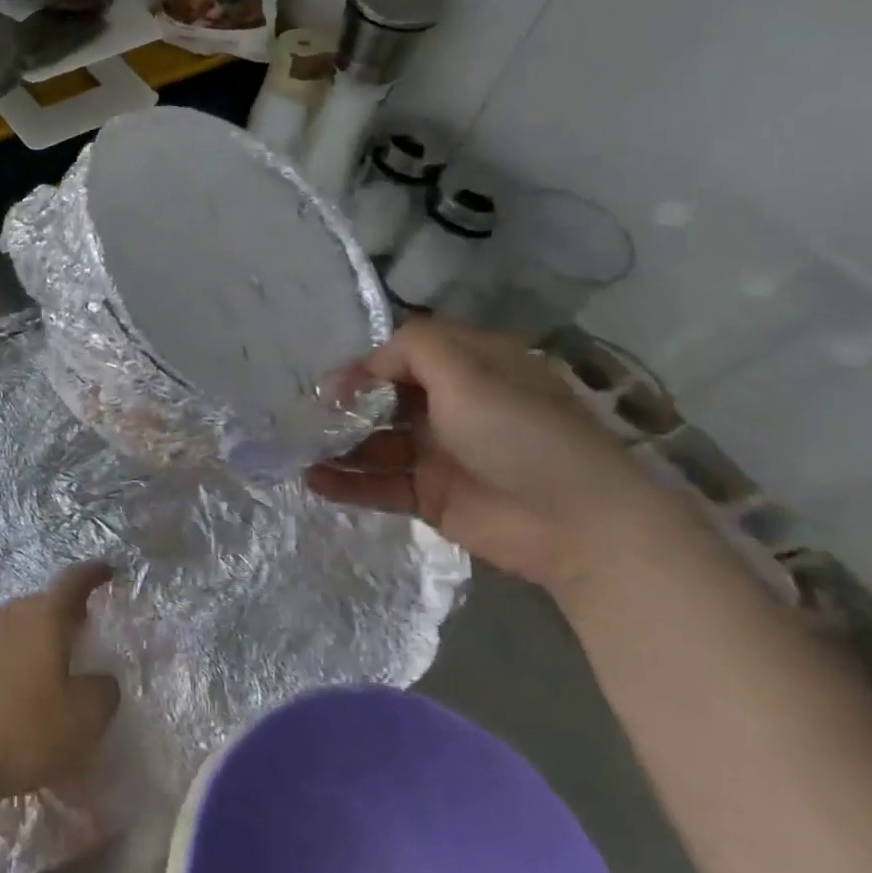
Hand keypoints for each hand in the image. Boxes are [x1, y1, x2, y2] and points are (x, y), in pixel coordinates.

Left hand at [0, 563, 120, 812]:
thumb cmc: (22, 734)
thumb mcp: (84, 721)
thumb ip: (103, 691)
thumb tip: (98, 679)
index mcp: (43, 618)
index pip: (73, 582)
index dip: (92, 574)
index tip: (106, 570)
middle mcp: (6, 614)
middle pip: (41, 604)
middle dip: (62, 613)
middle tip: (79, 633)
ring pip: (12, 624)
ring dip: (31, 638)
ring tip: (42, 667)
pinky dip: (4, 659)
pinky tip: (5, 691)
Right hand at [307, 319, 691, 594]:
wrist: (575, 523)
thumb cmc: (519, 432)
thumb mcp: (468, 371)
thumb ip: (409, 350)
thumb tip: (359, 368)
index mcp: (469, 367)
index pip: (403, 354)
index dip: (365, 365)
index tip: (331, 384)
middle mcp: (452, 405)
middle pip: (383, 398)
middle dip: (343, 406)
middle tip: (305, 418)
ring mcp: (439, 452)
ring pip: (375, 442)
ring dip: (337, 445)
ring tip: (296, 450)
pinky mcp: (430, 495)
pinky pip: (379, 483)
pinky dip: (346, 482)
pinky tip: (312, 480)